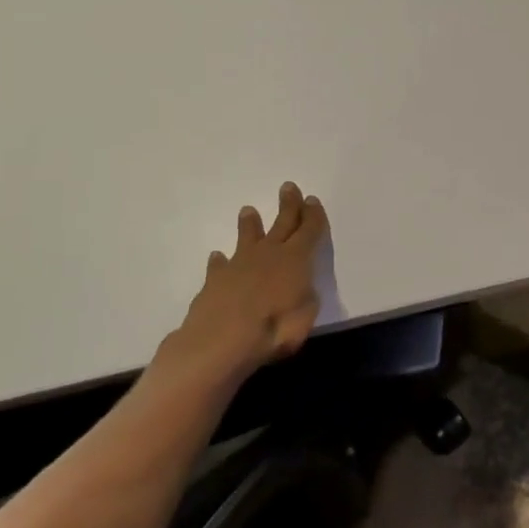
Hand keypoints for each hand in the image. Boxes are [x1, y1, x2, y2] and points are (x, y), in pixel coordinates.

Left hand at [158, 182, 328, 382]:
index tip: (312, 200)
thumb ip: (305, 296)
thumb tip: (299, 288)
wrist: (221, 340)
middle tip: (288, 187)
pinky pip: (219, 266)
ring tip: (248, 210)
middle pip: (282, 224)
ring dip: (250, 225)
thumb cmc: (274, 329)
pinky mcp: (215, 281)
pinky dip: (221, 261)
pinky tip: (218, 258)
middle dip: (288, 205)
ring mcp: (239, 265)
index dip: (313, 215)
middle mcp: (269, 254)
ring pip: (248, 238)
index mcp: (296, 259)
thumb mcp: (306, 315)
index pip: (309, 230)